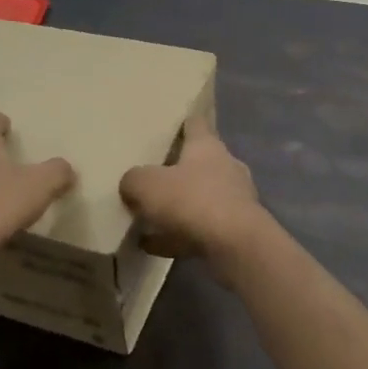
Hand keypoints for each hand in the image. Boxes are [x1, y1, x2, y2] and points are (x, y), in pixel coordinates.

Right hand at [119, 115, 265, 262]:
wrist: (236, 245)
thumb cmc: (191, 201)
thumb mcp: (147, 185)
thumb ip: (133, 180)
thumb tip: (131, 183)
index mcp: (207, 146)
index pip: (196, 124)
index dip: (184, 121)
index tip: (174, 121)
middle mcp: (226, 167)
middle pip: (200, 163)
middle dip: (179, 169)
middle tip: (153, 175)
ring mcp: (235, 200)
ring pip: (201, 199)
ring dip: (178, 207)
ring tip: (148, 218)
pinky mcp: (236, 231)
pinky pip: (200, 230)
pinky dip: (178, 236)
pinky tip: (152, 246)